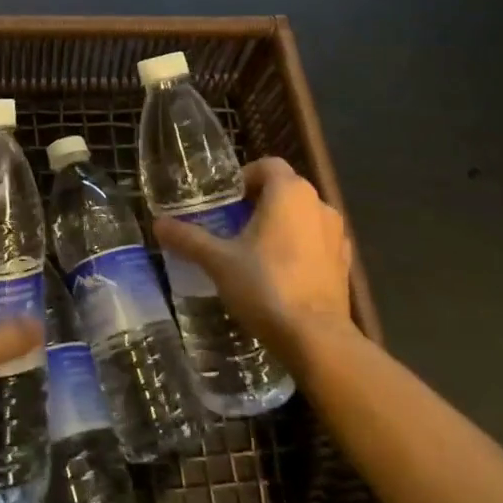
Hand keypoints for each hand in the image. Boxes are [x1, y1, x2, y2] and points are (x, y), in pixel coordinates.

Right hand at [152, 157, 356, 366]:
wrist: (316, 338)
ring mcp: (336, 234)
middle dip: (260, 201)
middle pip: (286, 189)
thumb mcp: (218, 261)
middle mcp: (318, 204)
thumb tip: (158, 223)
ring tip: (255, 249)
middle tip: (233, 224)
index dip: (245, 176)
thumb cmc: (265, 286)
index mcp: (290, 193)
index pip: (268, 165)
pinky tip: (282, 272)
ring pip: (304, 215)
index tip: (226, 200)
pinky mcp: (344, 262)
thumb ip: (189, 238)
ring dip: (282, 223)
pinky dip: (300, 246)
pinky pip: (317, 241)